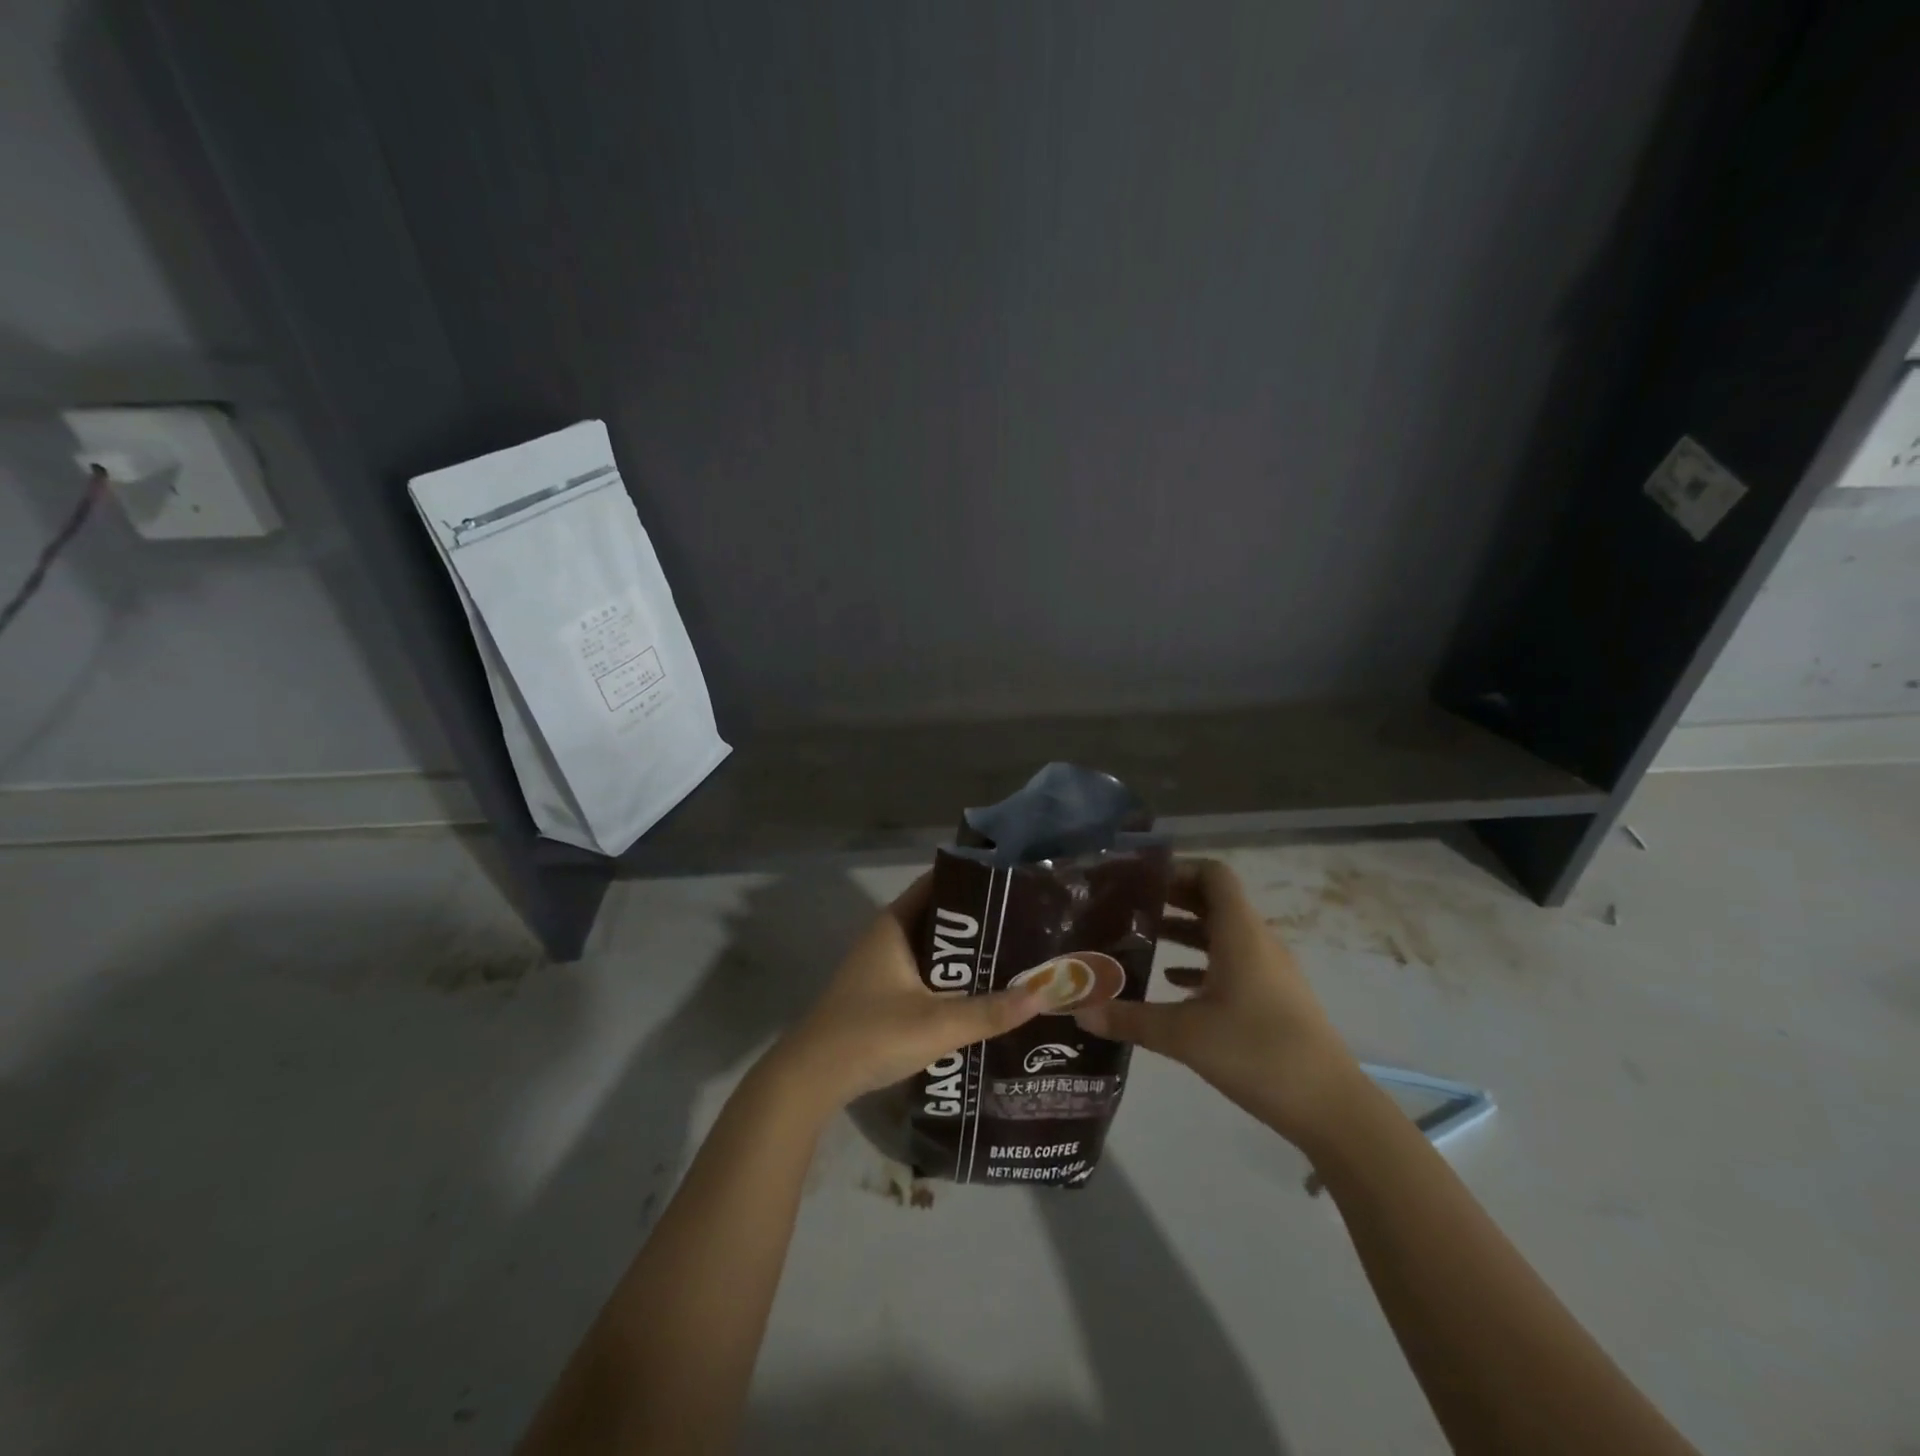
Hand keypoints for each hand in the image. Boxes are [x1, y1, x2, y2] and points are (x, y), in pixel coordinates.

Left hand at [768, 874, 1044, 1114]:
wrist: (810, 1079)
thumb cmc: (871, 1035)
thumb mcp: (937, 1024)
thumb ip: (991, 1011)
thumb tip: (1046, 992)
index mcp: (894, 925)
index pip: (938, 884)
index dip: (973, 880)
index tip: (1013, 883)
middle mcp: (886, 936)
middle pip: (939, 917)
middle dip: (978, 922)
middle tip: (1024, 924)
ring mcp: (880, 965)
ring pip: (931, 949)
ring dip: (964, 953)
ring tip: (1012, 956)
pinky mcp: (879, 992)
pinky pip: (922, 972)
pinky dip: (948, 976)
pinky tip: (978, 991)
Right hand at [1072, 858, 1363, 1146]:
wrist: (1331, 1107)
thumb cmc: (1257, 1052)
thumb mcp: (1184, 1035)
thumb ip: (1129, 1019)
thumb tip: (1078, 1010)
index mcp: (1240, 932)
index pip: (1213, 874)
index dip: (1177, 869)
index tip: (1139, 880)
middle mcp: (1257, 941)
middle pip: (1214, 900)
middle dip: (1172, 899)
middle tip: (1128, 907)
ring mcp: (1269, 970)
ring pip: (1222, 933)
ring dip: (1185, 931)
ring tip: (1142, 940)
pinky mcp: (1274, 997)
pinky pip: (1233, 963)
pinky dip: (1202, 962)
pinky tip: (1172, 983)